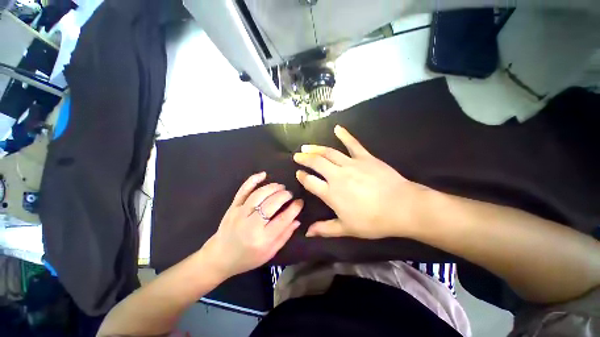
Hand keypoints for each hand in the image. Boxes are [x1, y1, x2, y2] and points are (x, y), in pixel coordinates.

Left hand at [203, 172, 303, 277]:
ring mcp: (239, 214)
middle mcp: (251, 225)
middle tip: (289, 194)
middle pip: (271, 204)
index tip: (300, 202)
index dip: (294, 208)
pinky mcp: (233, 207)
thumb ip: (284, 236)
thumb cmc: (247, 258)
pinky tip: (263, 174)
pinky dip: (253, 180)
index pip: (282, 220)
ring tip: (281, 187)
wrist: (220, 257)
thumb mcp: (269, 252)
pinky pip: (243, 190)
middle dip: (284, 196)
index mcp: (262, 240)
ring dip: (272, 188)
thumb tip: (297, 220)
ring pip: (258, 195)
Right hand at [294, 125, 427, 238]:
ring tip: (307, 146)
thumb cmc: (373, 221)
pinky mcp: (365, 157)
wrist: (402, 207)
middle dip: (304, 158)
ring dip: (316, 148)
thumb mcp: (347, 229)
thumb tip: (307, 233)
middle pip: (316, 163)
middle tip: (297, 155)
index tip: (298, 173)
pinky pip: (353, 144)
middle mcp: (337, 176)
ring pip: (329, 152)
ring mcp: (351, 164)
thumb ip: (325, 229)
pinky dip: (344, 135)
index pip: (310, 182)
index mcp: (331, 193)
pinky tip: (337, 128)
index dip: (302, 177)